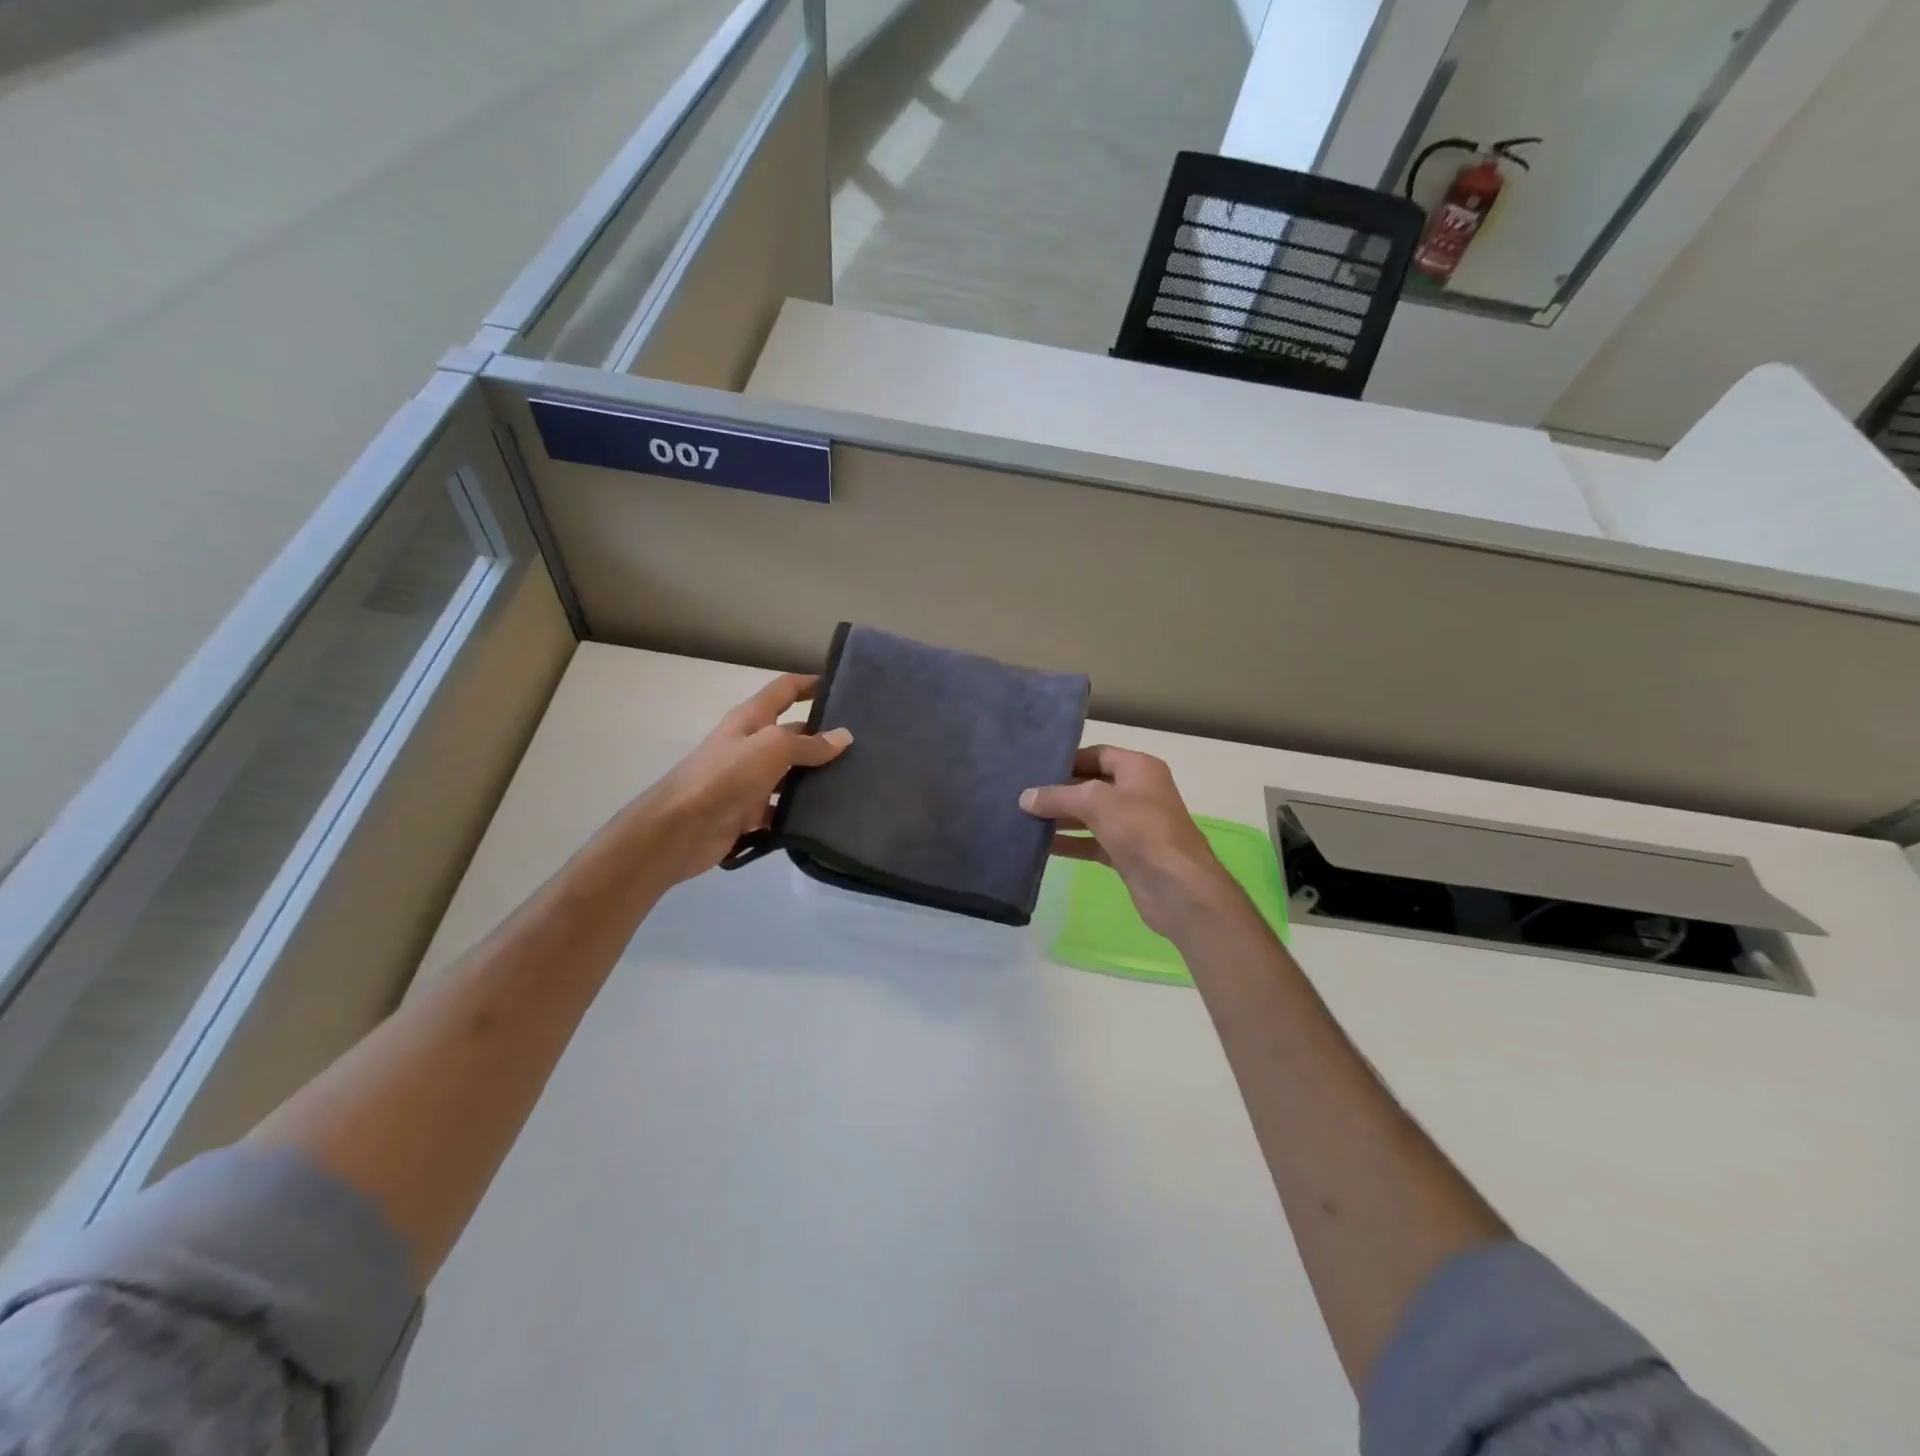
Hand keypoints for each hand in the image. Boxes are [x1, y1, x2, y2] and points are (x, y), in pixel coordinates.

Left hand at [632, 673, 851, 886]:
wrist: (680, 829)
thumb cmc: (725, 776)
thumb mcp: (771, 748)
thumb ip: (808, 743)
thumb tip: (844, 737)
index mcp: (751, 719)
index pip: (785, 690)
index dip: (811, 684)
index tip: (844, 688)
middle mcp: (751, 744)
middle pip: (794, 734)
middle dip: (825, 737)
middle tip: (866, 747)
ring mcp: (750, 780)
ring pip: (792, 774)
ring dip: (817, 778)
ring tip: (857, 782)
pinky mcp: (750, 812)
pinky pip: (782, 808)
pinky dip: (801, 811)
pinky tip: (830, 816)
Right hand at [1020, 746, 1241, 938]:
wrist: (1177, 886)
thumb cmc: (1141, 829)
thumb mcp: (1095, 802)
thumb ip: (1058, 796)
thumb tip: (1025, 798)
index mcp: (1139, 768)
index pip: (1097, 754)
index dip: (1068, 760)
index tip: (1035, 769)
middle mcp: (1138, 792)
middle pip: (1091, 785)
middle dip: (1059, 791)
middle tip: (1022, 795)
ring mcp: (1133, 825)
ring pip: (1090, 815)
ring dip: (1061, 818)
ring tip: (1025, 819)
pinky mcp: (1126, 854)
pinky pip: (1092, 842)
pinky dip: (1070, 843)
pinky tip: (1042, 847)